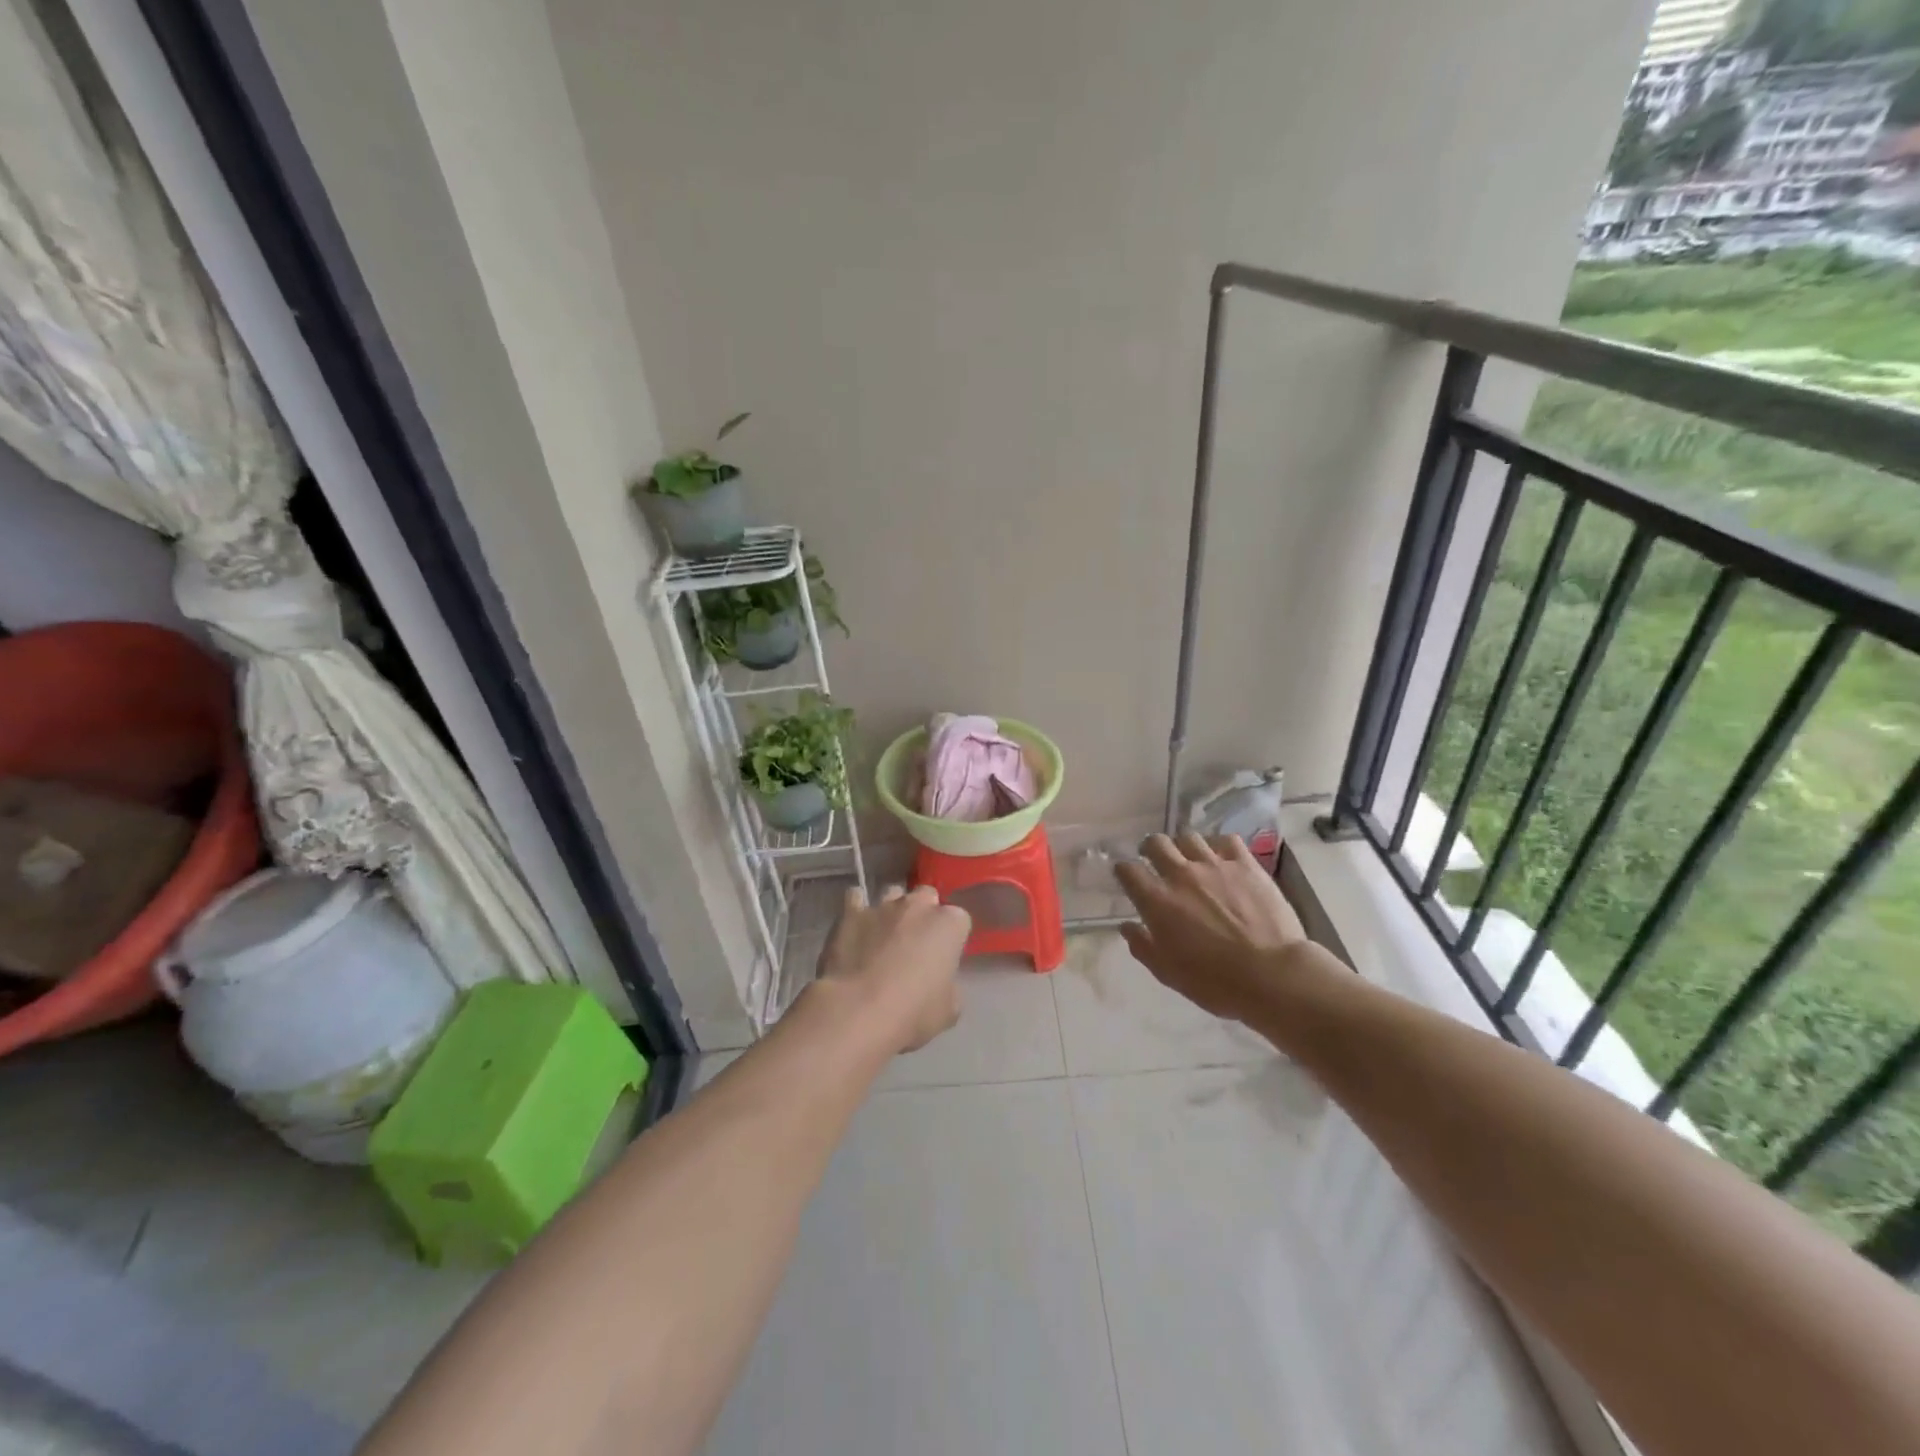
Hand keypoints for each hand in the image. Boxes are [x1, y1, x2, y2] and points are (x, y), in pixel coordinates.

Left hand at [815, 884, 970, 1052]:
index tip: (944, 958)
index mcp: (949, 924)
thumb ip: (949, 986)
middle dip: (923, 914)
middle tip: (916, 944)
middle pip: (926, 897)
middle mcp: (918, 906)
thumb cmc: (912, 1013)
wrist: (857, 1012)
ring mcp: (883, 906)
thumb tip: (939, 983)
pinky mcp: (850, 913)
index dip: (951, 938)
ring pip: (893, 894)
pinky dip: (857, 909)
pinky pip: (855, 898)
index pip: (959, 920)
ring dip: (892, 910)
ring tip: (884, 936)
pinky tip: (855, 927)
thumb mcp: (948, 1010)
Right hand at [1115, 833, 1315, 1022]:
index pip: (1127, 870)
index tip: (1128, 879)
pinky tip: (1222, 858)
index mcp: (1157, 900)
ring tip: (1189, 859)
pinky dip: (1218, 845)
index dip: (1124, 872)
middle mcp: (1181, 874)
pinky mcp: (1246, 864)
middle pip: (1156, 843)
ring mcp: (1215, 865)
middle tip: (1156, 861)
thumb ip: (1143, 946)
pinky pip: (1226, 840)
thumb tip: (1128, 927)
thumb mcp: (1168, 972)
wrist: (1272, 975)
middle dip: (1150, 849)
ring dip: (1183, 847)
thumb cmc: (1215, 981)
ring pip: (1189, 838)